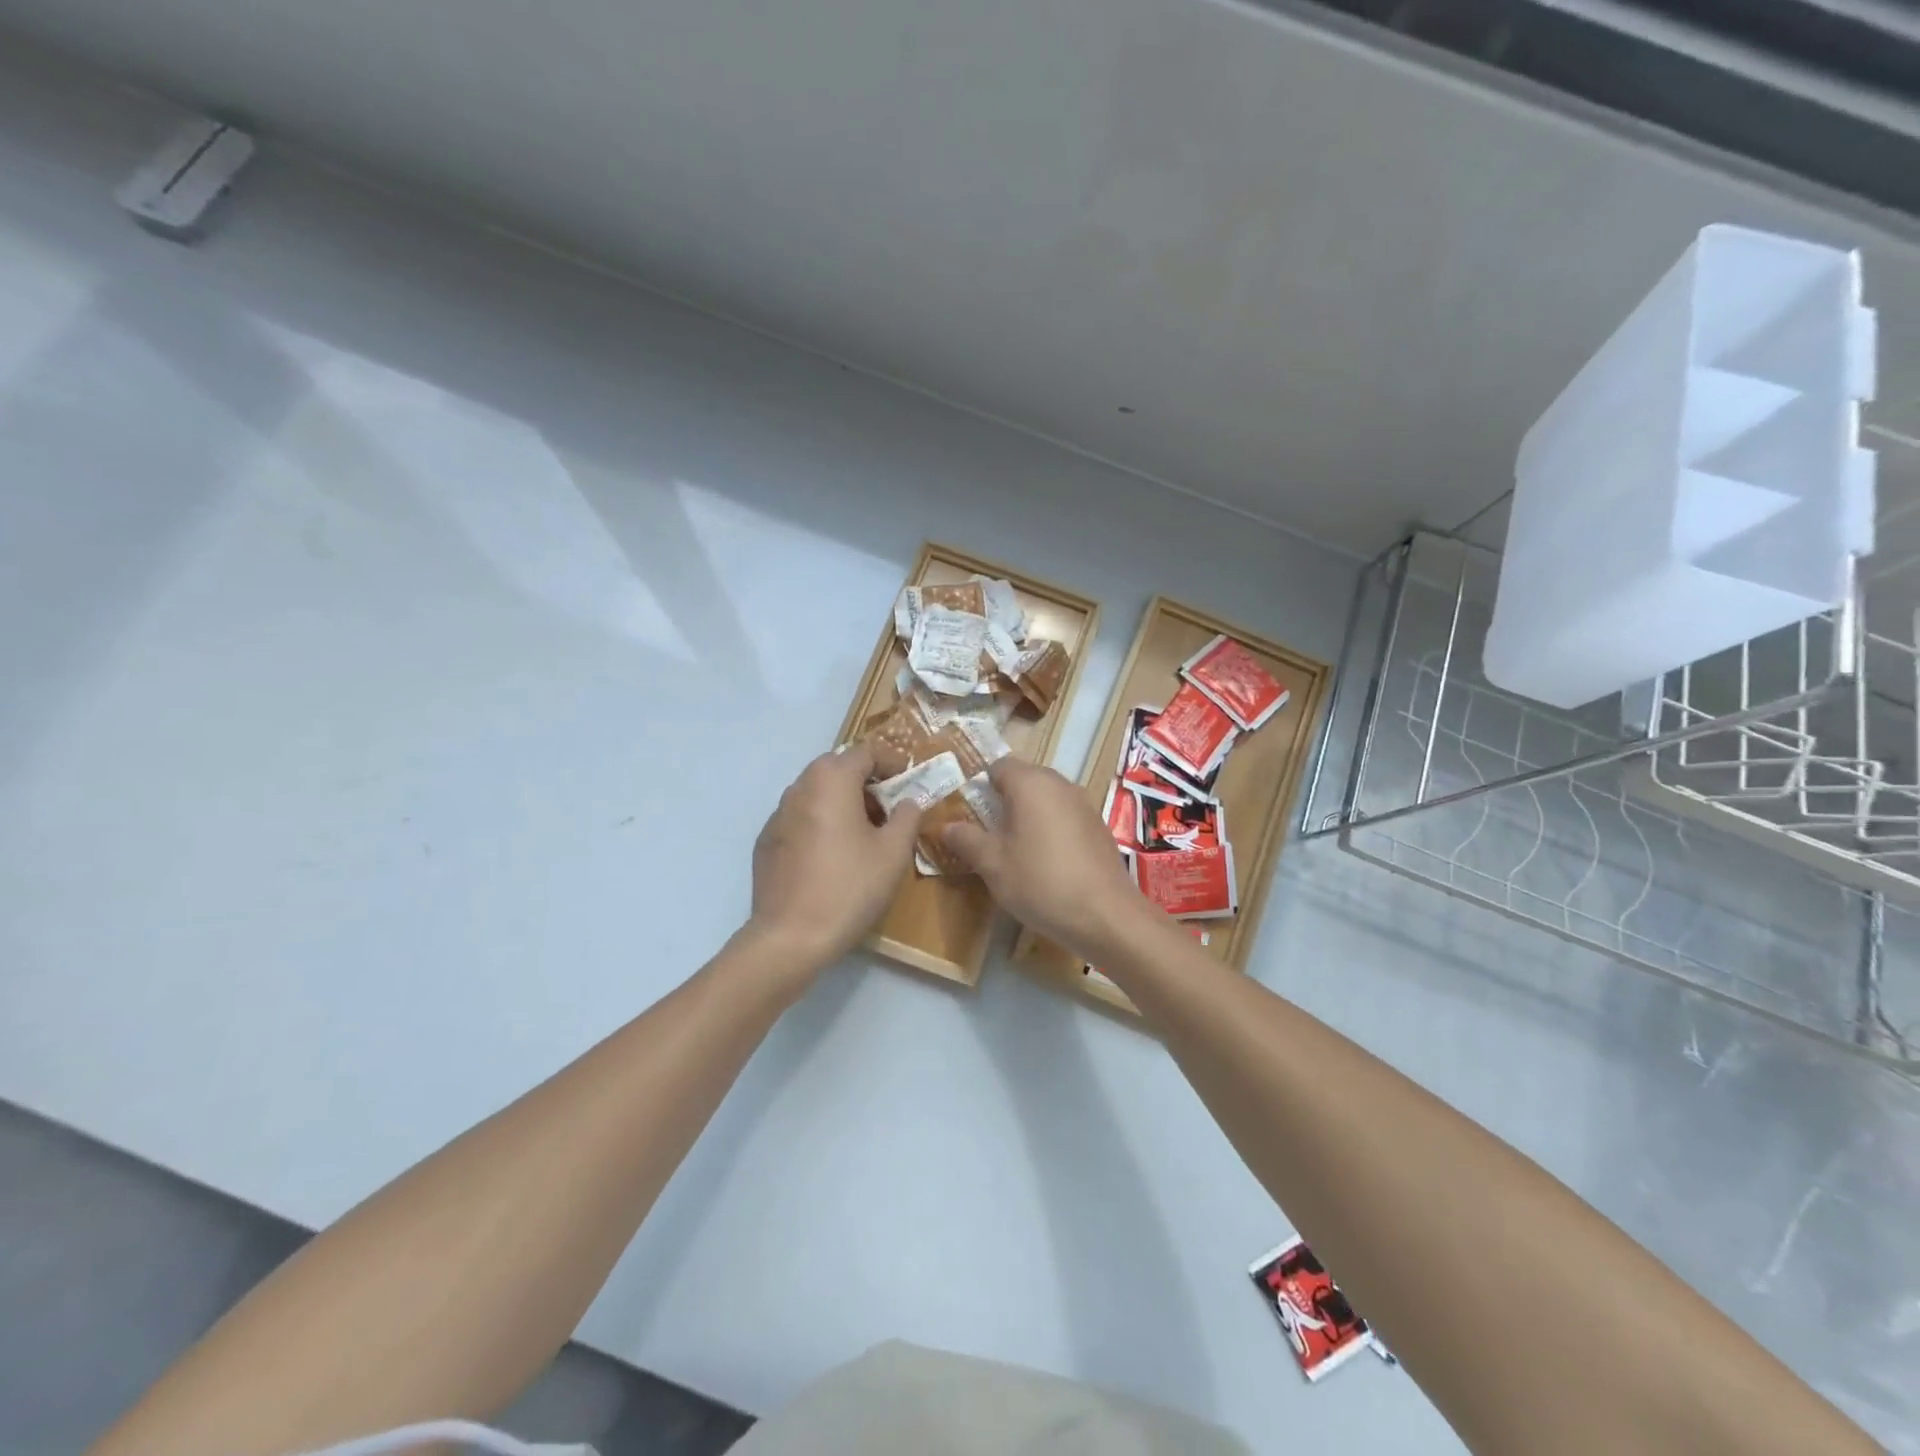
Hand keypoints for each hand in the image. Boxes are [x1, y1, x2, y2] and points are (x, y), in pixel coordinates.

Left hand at [745, 744, 921, 973]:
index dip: (891, 761)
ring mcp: (777, 815)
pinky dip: (820, 823)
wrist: (790, 937)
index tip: (908, 781)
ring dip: (842, 801)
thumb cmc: (850, 887)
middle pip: (836, 768)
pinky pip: (800, 818)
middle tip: (888, 808)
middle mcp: (799, 788)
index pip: (864, 751)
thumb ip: (907, 817)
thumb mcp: (893, 852)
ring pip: (816, 793)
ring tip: (863, 833)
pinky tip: (833, 856)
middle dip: (865, 781)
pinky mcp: (766, 842)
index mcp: (831, 780)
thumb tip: (907, 802)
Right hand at [941, 757, 1147, 959]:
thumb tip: (945, 826)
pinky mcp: (1099, 827)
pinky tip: (1045, 861)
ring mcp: (1084, 804)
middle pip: (1024, 779)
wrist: (1106, 916)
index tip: (966, 810)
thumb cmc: (1041, 883)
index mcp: (1031, 783)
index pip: (998, 766)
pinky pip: (1065, 816)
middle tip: (984, 831)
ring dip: (1028, 815)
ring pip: (1046, 798)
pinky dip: (1050, 828)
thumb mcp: (993, 865)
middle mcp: (1060, 784)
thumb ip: (966, 840)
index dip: (979, 784)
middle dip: (1003, 800)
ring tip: (1012, 848)